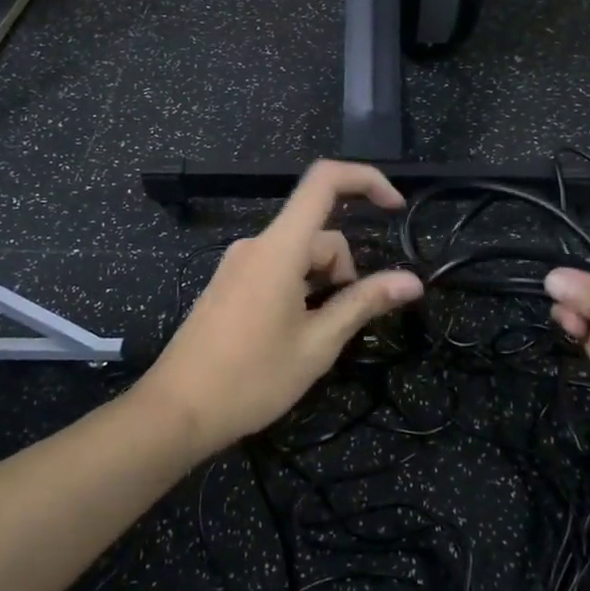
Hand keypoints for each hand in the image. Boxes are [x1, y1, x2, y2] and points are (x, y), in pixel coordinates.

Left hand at [140, 161, 424, 452]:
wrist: (177, 411)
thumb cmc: (252, 379)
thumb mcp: (318, 344)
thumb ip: (364, 304)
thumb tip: (412, 281)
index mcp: (280, 248)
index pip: (324, 181)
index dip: (366, 180)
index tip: (395, 208)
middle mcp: (256, 244)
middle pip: (318, 234)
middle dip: (343, 271)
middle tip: (339, 325)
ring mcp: (238, 263)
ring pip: (299, 255)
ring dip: (320, 284)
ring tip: (311, 338)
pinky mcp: (228, 283)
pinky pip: (276, 269)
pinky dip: (298, 289)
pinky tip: (289, 334)